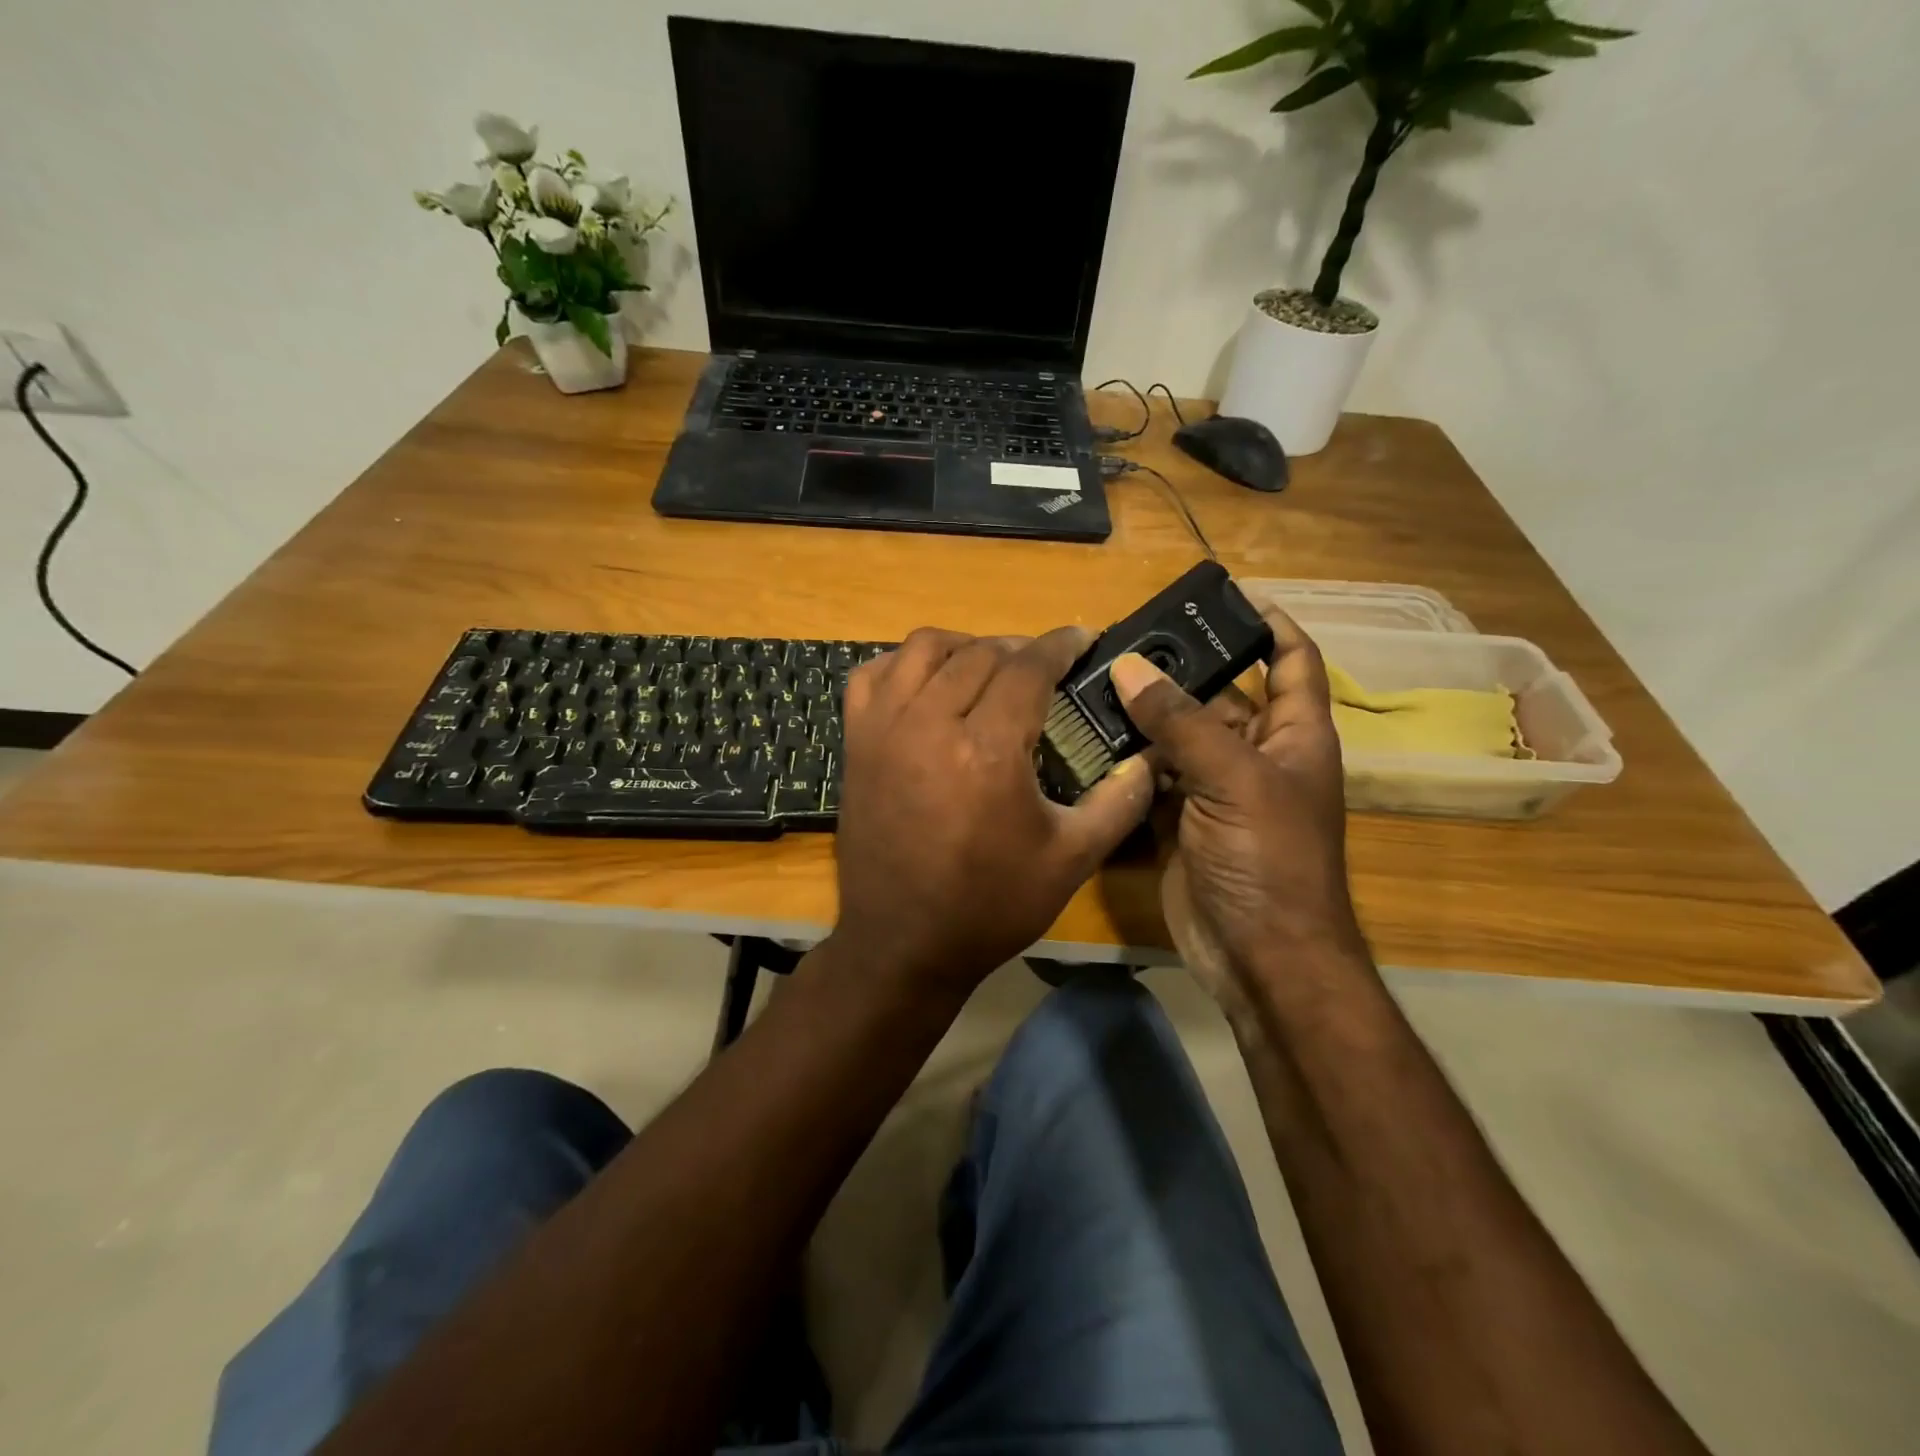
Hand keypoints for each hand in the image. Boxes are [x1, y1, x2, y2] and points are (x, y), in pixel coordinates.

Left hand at [830, 627, 1153, 994]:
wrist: (903, 943)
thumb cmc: (990, 906)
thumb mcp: (1071, 860)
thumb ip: (1119, 802)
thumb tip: (1152, 759)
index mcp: (987, 749)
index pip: (1028, 668)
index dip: (1060, 646)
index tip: (1081, 639)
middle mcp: (930, 723)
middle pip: (980, 653)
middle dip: (1019, 649)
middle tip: (1043, 667)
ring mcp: (884, 729)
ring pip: (923, 648)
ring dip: (964, 646)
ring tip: (988, 667)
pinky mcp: (856, 743)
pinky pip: (872, 675)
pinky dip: (903, 665)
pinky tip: (926, 684)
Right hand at [1108, 607, 1364, 1013]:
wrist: (1260, 956)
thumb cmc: (1269, 859)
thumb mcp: (1233, 778)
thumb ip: (1181, 721)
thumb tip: (1127, 667)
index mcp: (1293, 735)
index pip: (1291, 661)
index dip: (1269, 624)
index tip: (1227, 597)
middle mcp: (1255, 755)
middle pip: (1218, 695)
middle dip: (1177, 669)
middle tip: (1121, 641)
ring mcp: (1214, 789)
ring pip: (1176, 736)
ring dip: (1142, 714)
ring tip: (1091, 681)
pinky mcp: (1178, 820)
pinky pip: (1150, 776)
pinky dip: (1125, 760)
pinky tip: (1088, 738)